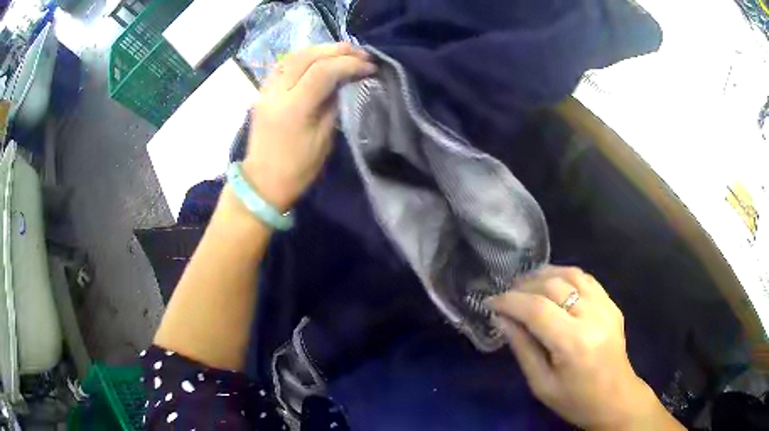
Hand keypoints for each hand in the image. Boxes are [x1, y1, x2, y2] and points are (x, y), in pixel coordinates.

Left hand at [242, 43, 375, 210]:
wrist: (262, 182)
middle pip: (308, 56)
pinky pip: (284, 64)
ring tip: (343, 51)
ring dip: (321, 49)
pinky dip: (305, 57)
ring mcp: (266, 90)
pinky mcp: (263, 92)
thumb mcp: (324, 139)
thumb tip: (345, 82)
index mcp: (294, 108)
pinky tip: (319, 59)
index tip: (370, 67)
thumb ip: (334, 105)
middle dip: (337, 50)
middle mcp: (277, 92)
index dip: (350, 64)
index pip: (323, 71)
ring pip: (294, 56)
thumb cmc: (297, 168)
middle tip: (361, 53)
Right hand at [490, 266, 681, 430]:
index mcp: (574, 343)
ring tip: (525, 284)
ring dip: (544, 275)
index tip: (491, 302)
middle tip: (506, 295)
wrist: (615, 398)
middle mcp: (593, 317)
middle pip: (553, 286)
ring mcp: (606, 307)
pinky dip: (565, 276)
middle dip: (524, 286)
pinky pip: (586, 279)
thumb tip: (502, 318)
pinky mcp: (612, 304)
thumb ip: (522, 348)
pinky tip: (552, 284)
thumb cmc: (575, 400)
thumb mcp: (541, 384)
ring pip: (571, 275)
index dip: (510, 301)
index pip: (536, 310)